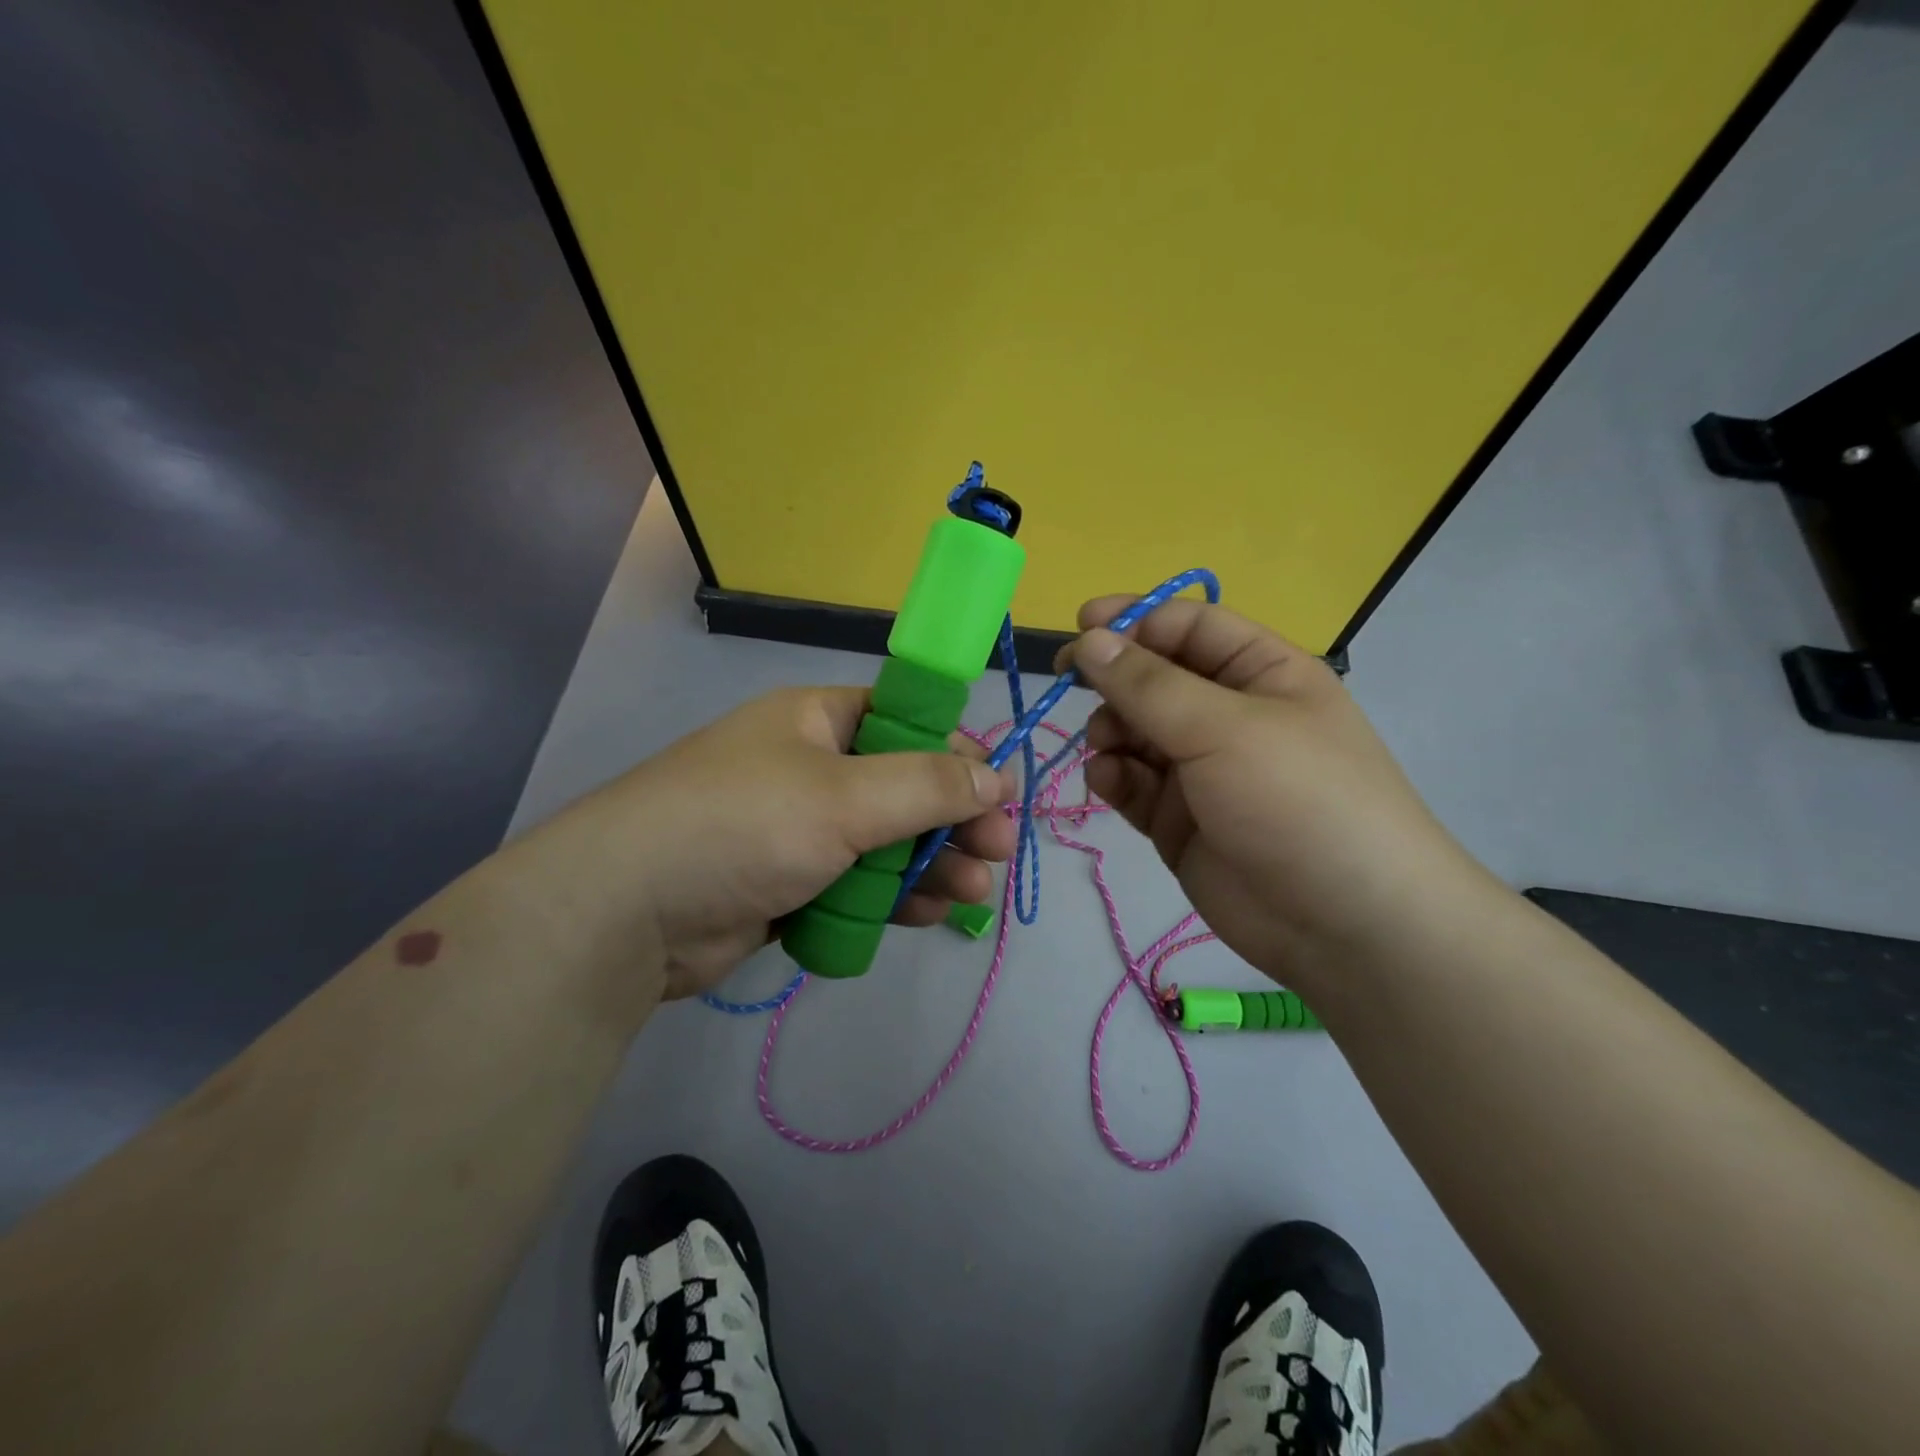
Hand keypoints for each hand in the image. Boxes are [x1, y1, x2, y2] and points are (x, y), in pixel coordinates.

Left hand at [520, 687, 1016, 1002]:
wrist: (629, 914)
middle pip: (903, 788)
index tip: (999, 794)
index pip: (906, 723)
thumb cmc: (744, 826)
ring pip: (885, 841)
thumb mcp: (845, 796)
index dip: (957, 755)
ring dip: (930, 864)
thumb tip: (995, 777)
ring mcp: (799, 829)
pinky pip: (856, 882)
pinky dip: (891, 897)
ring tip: (970, 893)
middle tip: (997, 853)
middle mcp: (811, 767)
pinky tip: (924, 914)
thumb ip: (926, 785)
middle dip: (953, 821)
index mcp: (817, 721)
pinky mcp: (790, 883)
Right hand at [1060, 597, 1489, 985]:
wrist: (1344, 927)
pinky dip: (1113, 776)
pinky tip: (1108, 781)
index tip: (1079, 628)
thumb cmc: (1297, 800)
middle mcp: (1229, 716)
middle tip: (1070, 686)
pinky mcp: (1178, 819)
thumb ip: (1147, 684)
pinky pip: (1132, 783)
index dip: (1134, 620)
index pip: (1188, 626)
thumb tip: (1089, 640)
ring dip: (1110, 731)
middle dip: (1113, 681)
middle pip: (1153, 679)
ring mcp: (1201, 770)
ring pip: (1134, 732)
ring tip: (1106, 748)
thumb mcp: (1223, 728)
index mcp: (1261, 673)